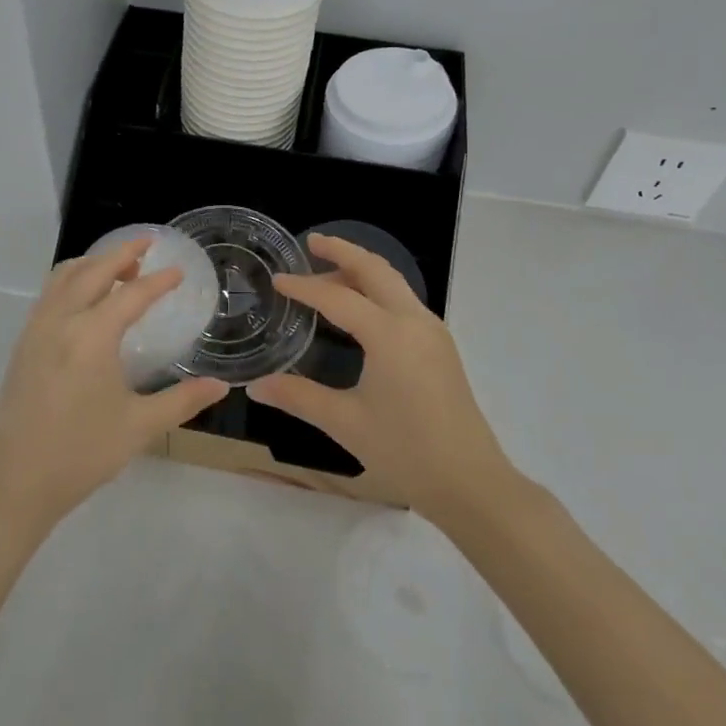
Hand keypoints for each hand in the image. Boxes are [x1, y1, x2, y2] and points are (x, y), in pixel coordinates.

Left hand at [0, 238, 228, 536]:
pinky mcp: (22, 346)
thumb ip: (183, 401)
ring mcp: (35, 331)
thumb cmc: (81, 453)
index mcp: (91, 336)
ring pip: (63, 277)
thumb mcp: (139, 427)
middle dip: (121, 254)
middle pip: (92, 271)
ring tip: (119, 269)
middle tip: (147, 245)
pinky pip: (48, 295)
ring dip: (92, 264)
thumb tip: (221, 386)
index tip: (179, 272)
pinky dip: (71, 281)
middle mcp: (60, 322)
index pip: (131, 295)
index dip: (158, 282)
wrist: (14, 483)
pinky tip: (85, 300)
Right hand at [249, 233, 515, 526]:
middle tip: (312, 242)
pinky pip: (404, 301)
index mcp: (389, 335)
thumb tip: (254, 387)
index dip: (304, 287)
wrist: (471, 482)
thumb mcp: (345, 423)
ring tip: (328, 271)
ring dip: (361, 270)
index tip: (277, 280)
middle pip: (375, 270)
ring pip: (394, 283)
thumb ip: (298, 397)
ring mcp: (432, 332)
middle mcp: (414, 321)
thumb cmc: (406, 451)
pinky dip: (377, 290)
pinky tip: (359, 309)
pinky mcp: (440, 347)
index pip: (337, 298)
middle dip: (343, 252)